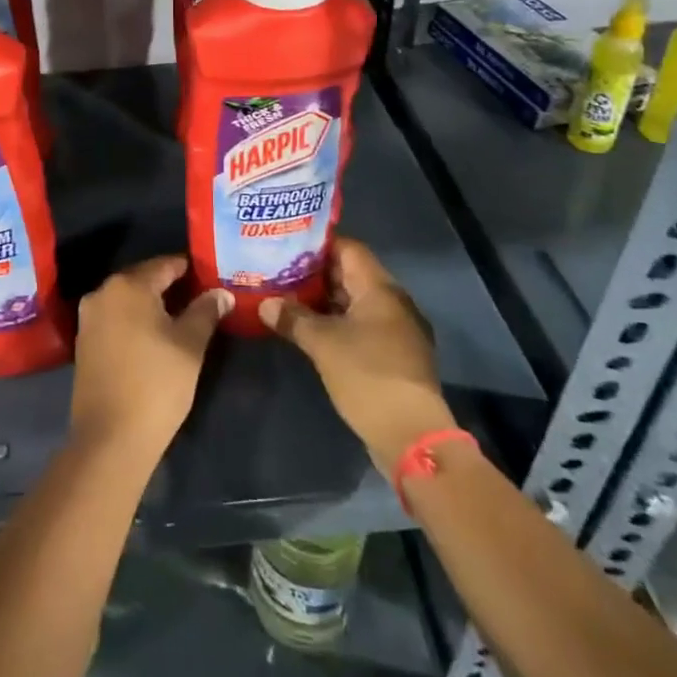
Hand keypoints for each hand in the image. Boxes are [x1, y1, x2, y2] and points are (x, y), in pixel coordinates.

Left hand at [69, 255, 230, 462]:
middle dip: (171, 286)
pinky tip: (156, 337)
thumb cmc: (156, 383)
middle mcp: (102, 293)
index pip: (165, 265)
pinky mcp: (84, 343)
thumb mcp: (190, 345)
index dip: (190, 269)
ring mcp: (89, 318)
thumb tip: (220, 293)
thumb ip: (206, 312)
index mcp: (127, 285)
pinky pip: (116, 319)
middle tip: (202, 296)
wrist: (110, 437)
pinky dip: (136, 321)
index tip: (211, 275)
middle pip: (143, 280)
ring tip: (183, 317)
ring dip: (153, 305)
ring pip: (128, 300)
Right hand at [261, 237, 455, 479]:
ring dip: (323, 299)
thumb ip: (293, 318)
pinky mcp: (391, 354)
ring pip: (354, 302)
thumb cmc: (367, 375)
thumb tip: (266, 303)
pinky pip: (359, 325)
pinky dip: (335, 322)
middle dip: (315, 272)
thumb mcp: (322, 343)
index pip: (348, 249)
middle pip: (351, 274)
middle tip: (278, 268)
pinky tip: (307, 328)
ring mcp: (395, 330)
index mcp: (380, 289)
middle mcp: (392, 302)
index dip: (317, 243)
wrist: (410, 434)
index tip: (286, 242)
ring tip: (286, 295)